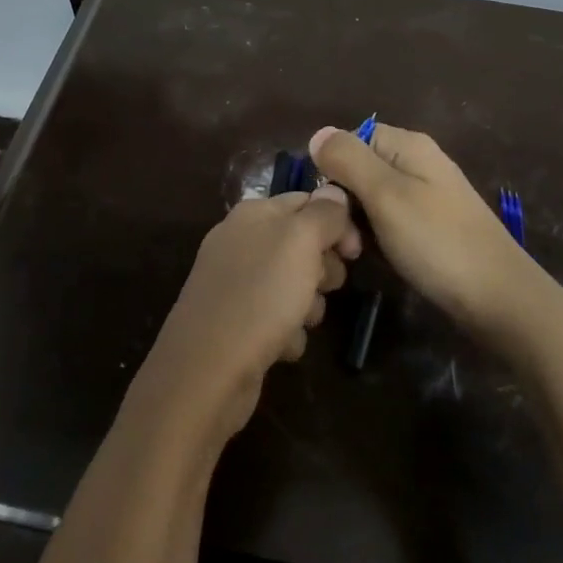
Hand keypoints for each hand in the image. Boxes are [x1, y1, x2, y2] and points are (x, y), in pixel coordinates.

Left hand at [136, 187, 358, 442]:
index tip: (355, 252)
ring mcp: (236, 283)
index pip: (307, 201)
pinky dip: (286, 332)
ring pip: (294, 284)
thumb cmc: (260, 296)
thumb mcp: (300, 242)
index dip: (338, 223)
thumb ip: (323, 213)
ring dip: (309, 306)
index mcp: (254, 213)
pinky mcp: (236, 322)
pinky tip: (281, 346)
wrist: (207, 371)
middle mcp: (241, 242)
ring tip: (299, 321)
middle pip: (303, 244)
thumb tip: (335, 192)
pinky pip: (277, 318)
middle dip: (323, 268)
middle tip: (323, 287)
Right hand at [308, 123, 544, 350]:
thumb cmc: (437, 241)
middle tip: (344, 235)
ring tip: (358, 251)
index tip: (328, 203)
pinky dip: (378, 237)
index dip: (333, 167)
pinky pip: (389, 221)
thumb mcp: (385, 194)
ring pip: (371, 199)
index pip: (351, 139)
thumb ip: (349, 160)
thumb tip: (317, 133)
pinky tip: (377, 258)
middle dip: (344, 199)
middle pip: (360, 169)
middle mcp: (418, 163)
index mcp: (409, 145)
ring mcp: (427, 197)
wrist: (498, 298)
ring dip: (358, 223)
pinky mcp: (431, 227)